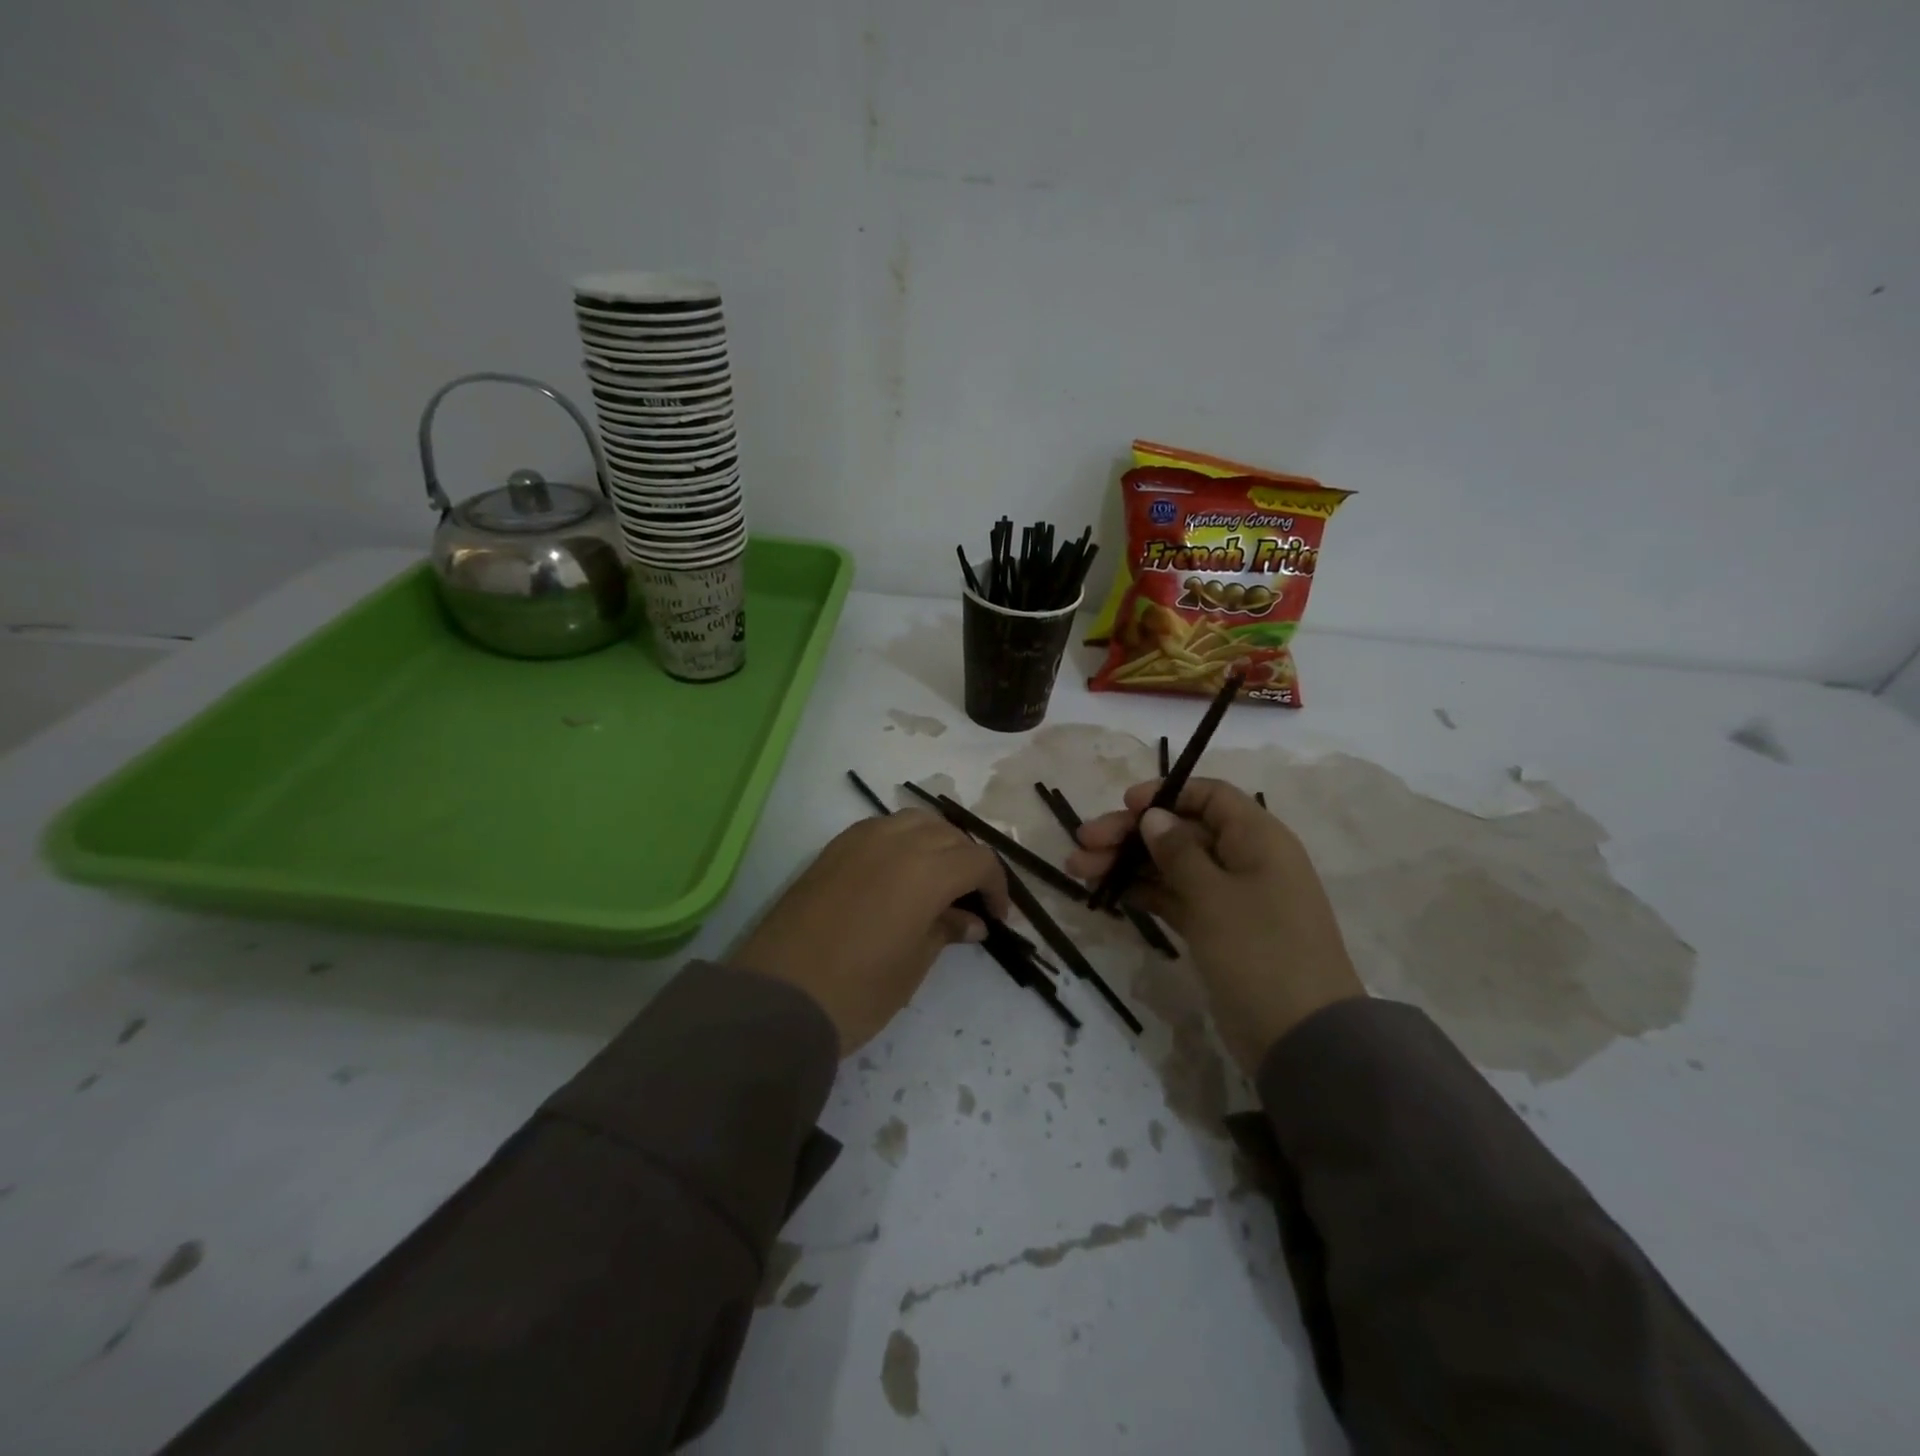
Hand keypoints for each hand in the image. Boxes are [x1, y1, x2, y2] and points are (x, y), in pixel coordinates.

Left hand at [732, 809, 1008, 1055]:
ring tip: (937, 880)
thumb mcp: (913, 965)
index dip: (996, 887)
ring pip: (915, 821)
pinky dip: (902, 840)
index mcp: (926, 870)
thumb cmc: (856, 991)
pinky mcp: (832, 849)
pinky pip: (881, 828)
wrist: (777, 999)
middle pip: (949, 835)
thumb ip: (946, 930)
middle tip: (969, 901)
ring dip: (936, 844)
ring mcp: (859, 840)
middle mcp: (896, 841)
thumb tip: (972, 920)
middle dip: (968, 863)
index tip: (996, 918)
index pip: (979, 861)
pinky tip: (899, 873)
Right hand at [1066, 778, 1363, 1073]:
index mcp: (1258, 839)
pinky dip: (1144, 892)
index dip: (1167, 794)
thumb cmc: (1260, 953)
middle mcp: (1244, 859)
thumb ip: (1178, 852)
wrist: (1301, 1038)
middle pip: (1181, 831)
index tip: (1125, 805)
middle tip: (1082, 845)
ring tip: (1077, 870)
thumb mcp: (1215, 896)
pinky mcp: (1217, 929)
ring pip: (1171, 866)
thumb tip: (1154, 816)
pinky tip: (1108, 892)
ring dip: (1127, 864)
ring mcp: (1230, 897)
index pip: (1210, 797)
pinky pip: (1175, 897)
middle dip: (1130, 834)